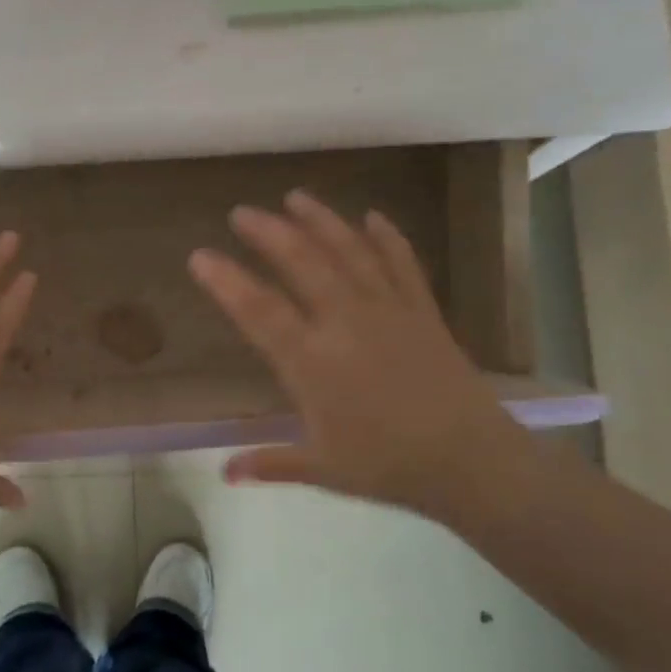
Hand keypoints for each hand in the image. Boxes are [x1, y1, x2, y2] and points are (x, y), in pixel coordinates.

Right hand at [189, 190, 533, 524]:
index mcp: (312, 361)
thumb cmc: (387, 466)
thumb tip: (225, 475)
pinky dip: (387, 237)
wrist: (471, 461)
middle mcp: (344, 323)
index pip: (258, 311)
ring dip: (320, 220)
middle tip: (243, 211)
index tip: (199, 255)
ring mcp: (387, 310)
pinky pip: (401, 264)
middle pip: (301, 263)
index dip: (226, 281)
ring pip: (348, 252)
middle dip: (268, 233)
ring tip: (296, 196)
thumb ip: (269, 463)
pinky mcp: (422, 311)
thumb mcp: (322, 469)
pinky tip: (373, 216)